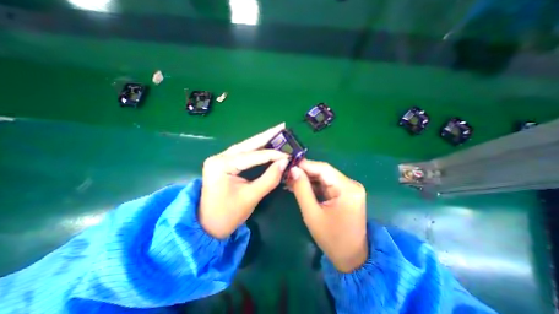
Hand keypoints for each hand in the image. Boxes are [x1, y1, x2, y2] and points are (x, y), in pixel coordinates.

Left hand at [200, 121, 287, 237]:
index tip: (289, 155)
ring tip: (277, 132)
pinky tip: (267, 143)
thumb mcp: (251, 197)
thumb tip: (285, 163)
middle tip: (283, 126)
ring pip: (246, 146)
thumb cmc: (227, 215)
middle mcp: (220, 157)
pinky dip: (257, 149)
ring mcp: (221, 159)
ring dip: (263, 140)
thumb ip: (269, 179)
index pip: (253, 156)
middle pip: (248, 143)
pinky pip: (244, 153)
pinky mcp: (225, 163)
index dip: (273, 155)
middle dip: (267, 135)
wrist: (207, 227)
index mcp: (222, 164)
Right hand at [288, 160, 367, 271]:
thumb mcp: (312, 214)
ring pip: (324, 177)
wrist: (351, 257)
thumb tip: (293, 170)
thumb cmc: (331, 239)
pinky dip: (313, 185)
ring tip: (290, 180)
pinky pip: (326, 184)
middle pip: (324, 172)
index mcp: (347, 188)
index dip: (304, 165)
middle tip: (287, 174)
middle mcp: (351, 184)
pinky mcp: (345, 193)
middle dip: (304, 172)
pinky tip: (300, 186)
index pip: (323, 168)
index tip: (288, 165)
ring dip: (307, 179)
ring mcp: (349, 188)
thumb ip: (302, 189)